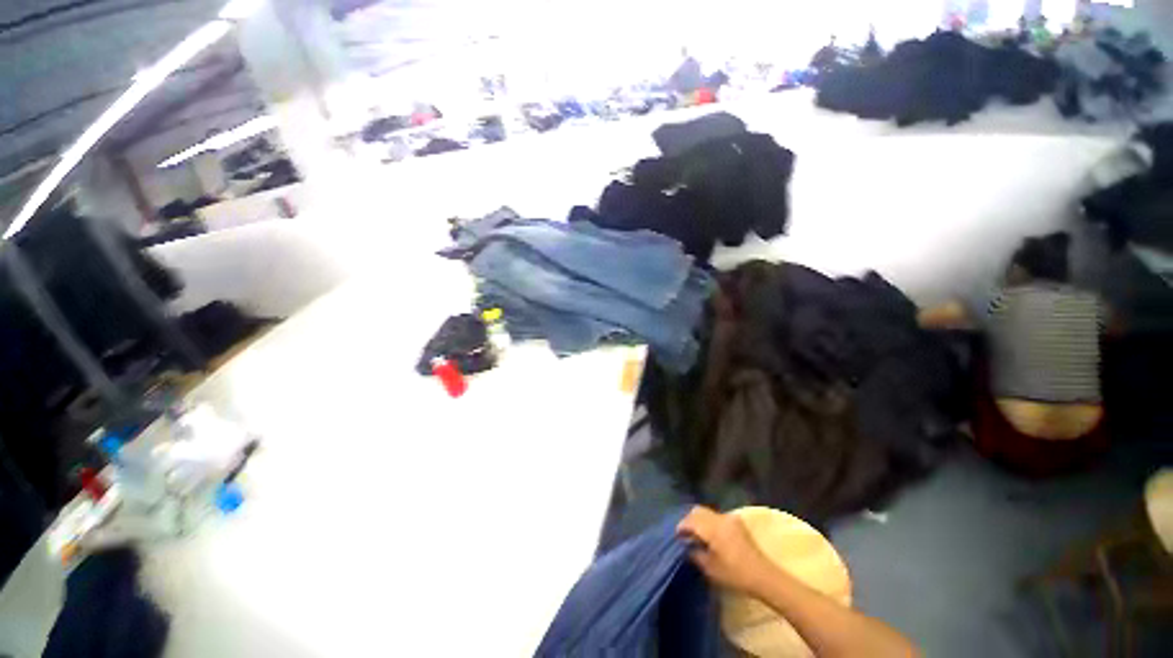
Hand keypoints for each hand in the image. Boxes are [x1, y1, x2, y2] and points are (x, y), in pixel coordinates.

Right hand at [677, 506, 774, 595]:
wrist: (764, 577)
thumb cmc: (735, 574)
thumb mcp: (711, 568)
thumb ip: (696, 554)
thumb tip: (688, 546)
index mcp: (712, 527)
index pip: (690, 520)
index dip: (681, 527)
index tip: (676, 537)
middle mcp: (720, 517)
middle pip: (698, 511)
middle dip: (689, 520)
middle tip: (684, 534)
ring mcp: (730, 518)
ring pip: (707, 512)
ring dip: (699, 520)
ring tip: (696, 536)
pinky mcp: (737, 524)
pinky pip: (716, 517)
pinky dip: (709, 522)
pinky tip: (709, 536)